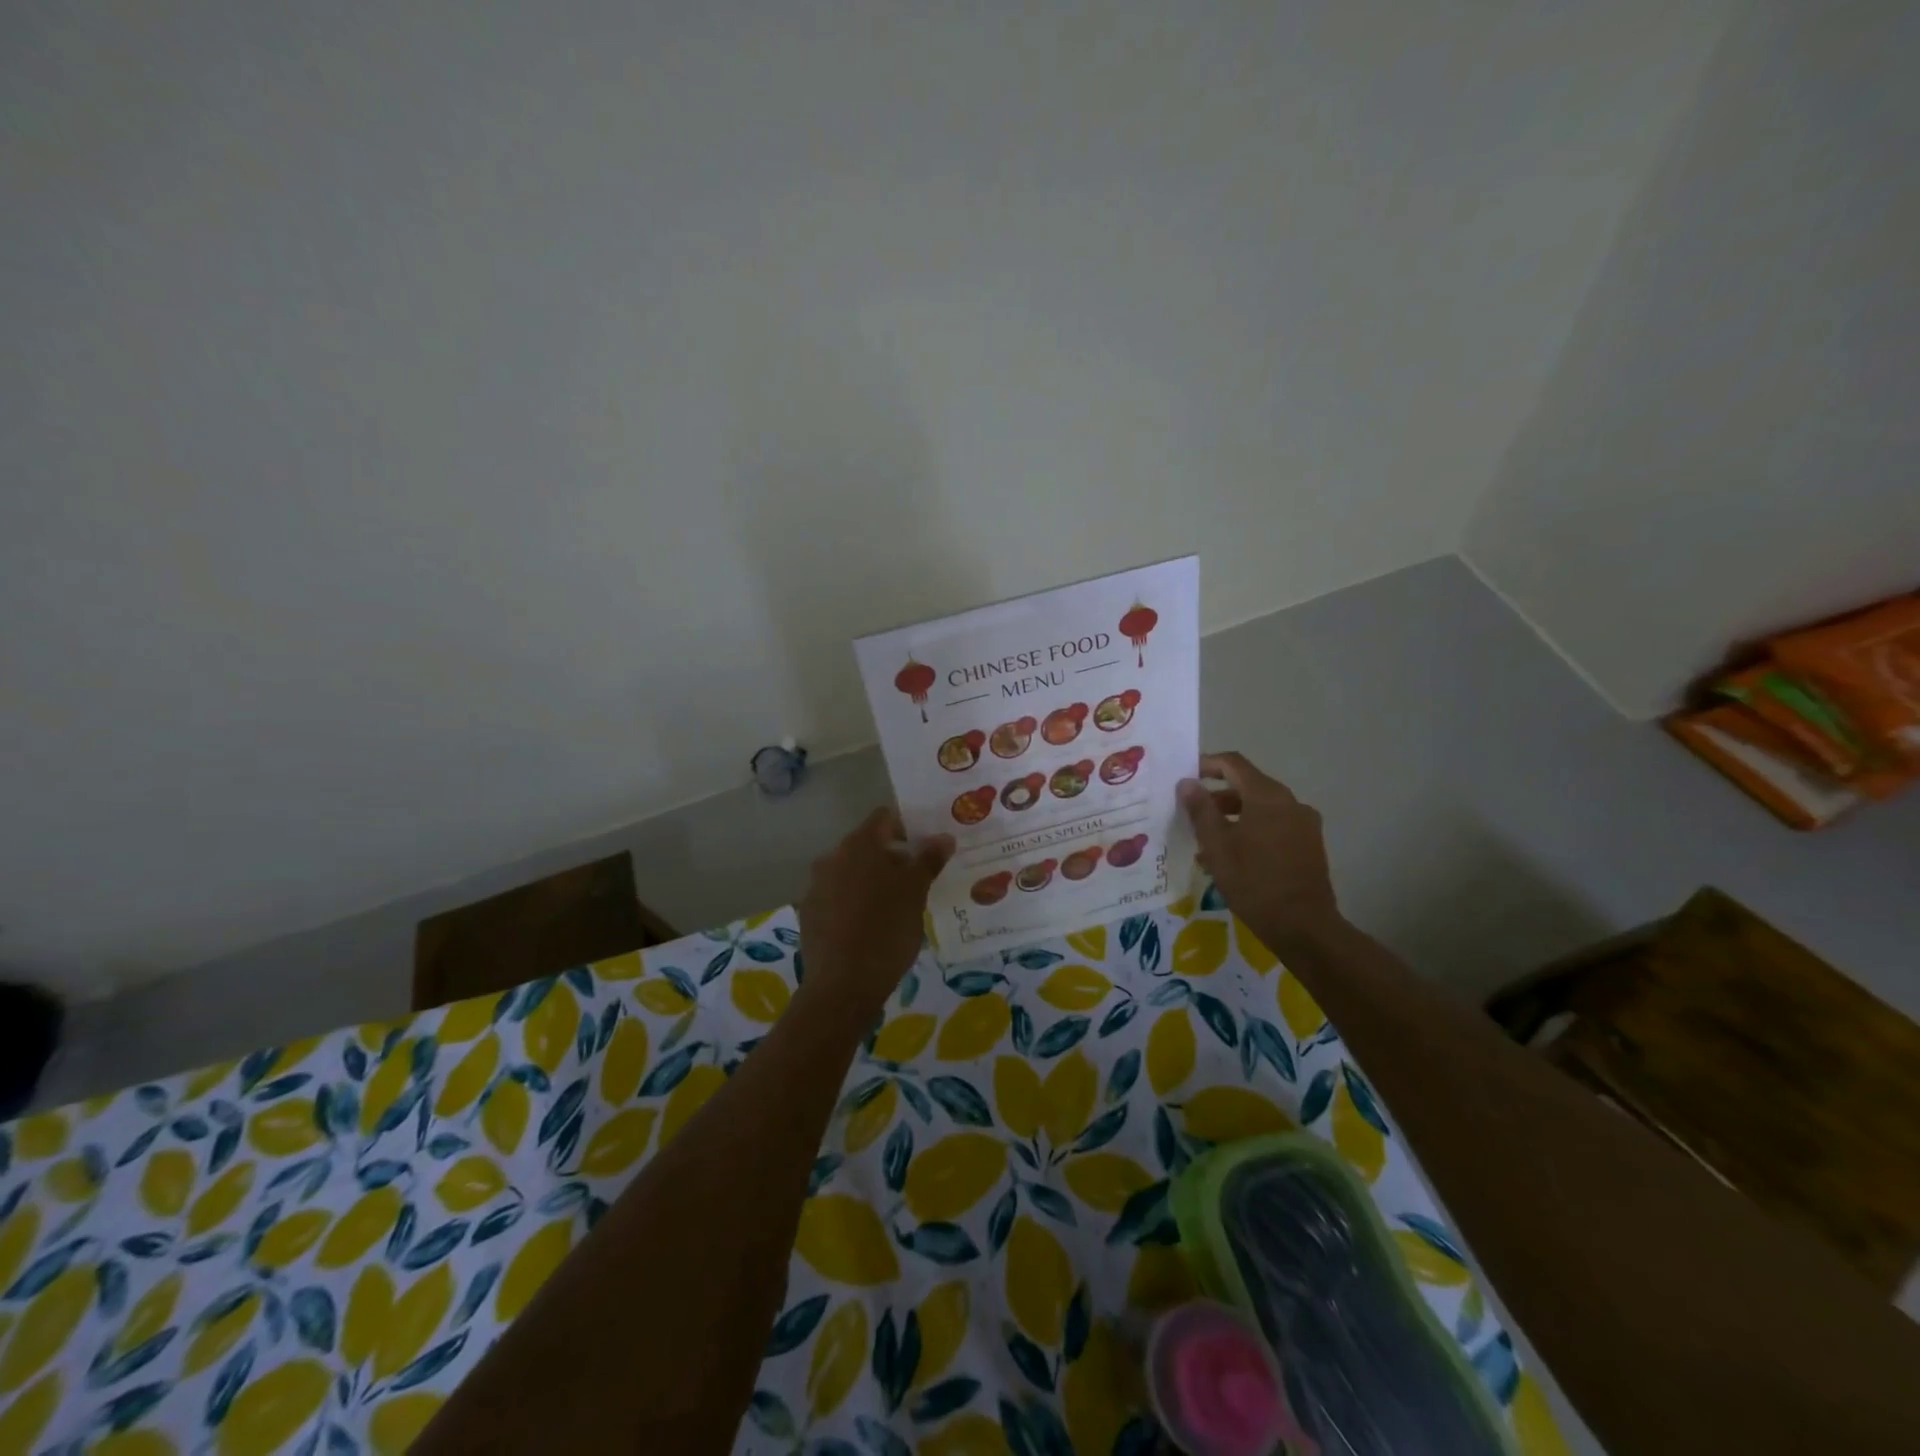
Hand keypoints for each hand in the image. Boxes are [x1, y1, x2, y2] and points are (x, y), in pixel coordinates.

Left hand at [798, 808, 953, 1015]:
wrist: (842, 987)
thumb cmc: (886, 932)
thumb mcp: (916, 894)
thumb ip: (928, 860)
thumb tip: (943, 836)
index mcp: (859, 845)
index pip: (884, 818)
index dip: (907, 826)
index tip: (927, 845)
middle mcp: (832, 857)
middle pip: (867, 845)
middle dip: (892, 856)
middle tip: (918, 877)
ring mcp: (816, 886)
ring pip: (852, 872)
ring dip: (873, 880)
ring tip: (898, 904)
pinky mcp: (809, 913)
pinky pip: (837, 896)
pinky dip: (855, 902)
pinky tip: (871, 925)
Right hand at [1179, 752, 1342, 951]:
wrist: (1305, 927)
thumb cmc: (1254, 883)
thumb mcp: (1217, 846)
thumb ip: (1201, 810)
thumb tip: (1186, 783)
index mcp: (1267, 796)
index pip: (1233, 764)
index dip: (1207, 764)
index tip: (1184, 776)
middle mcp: (1290, 802)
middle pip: (1248, 786)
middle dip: (1217, 796)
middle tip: (1190, 814)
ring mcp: (1304, 823)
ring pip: (1261, 808)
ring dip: (1233, 816)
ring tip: (1207, 841)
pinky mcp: (1309, 844)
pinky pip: (1275, 825)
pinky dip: (1251, 830)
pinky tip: (1234, 856)